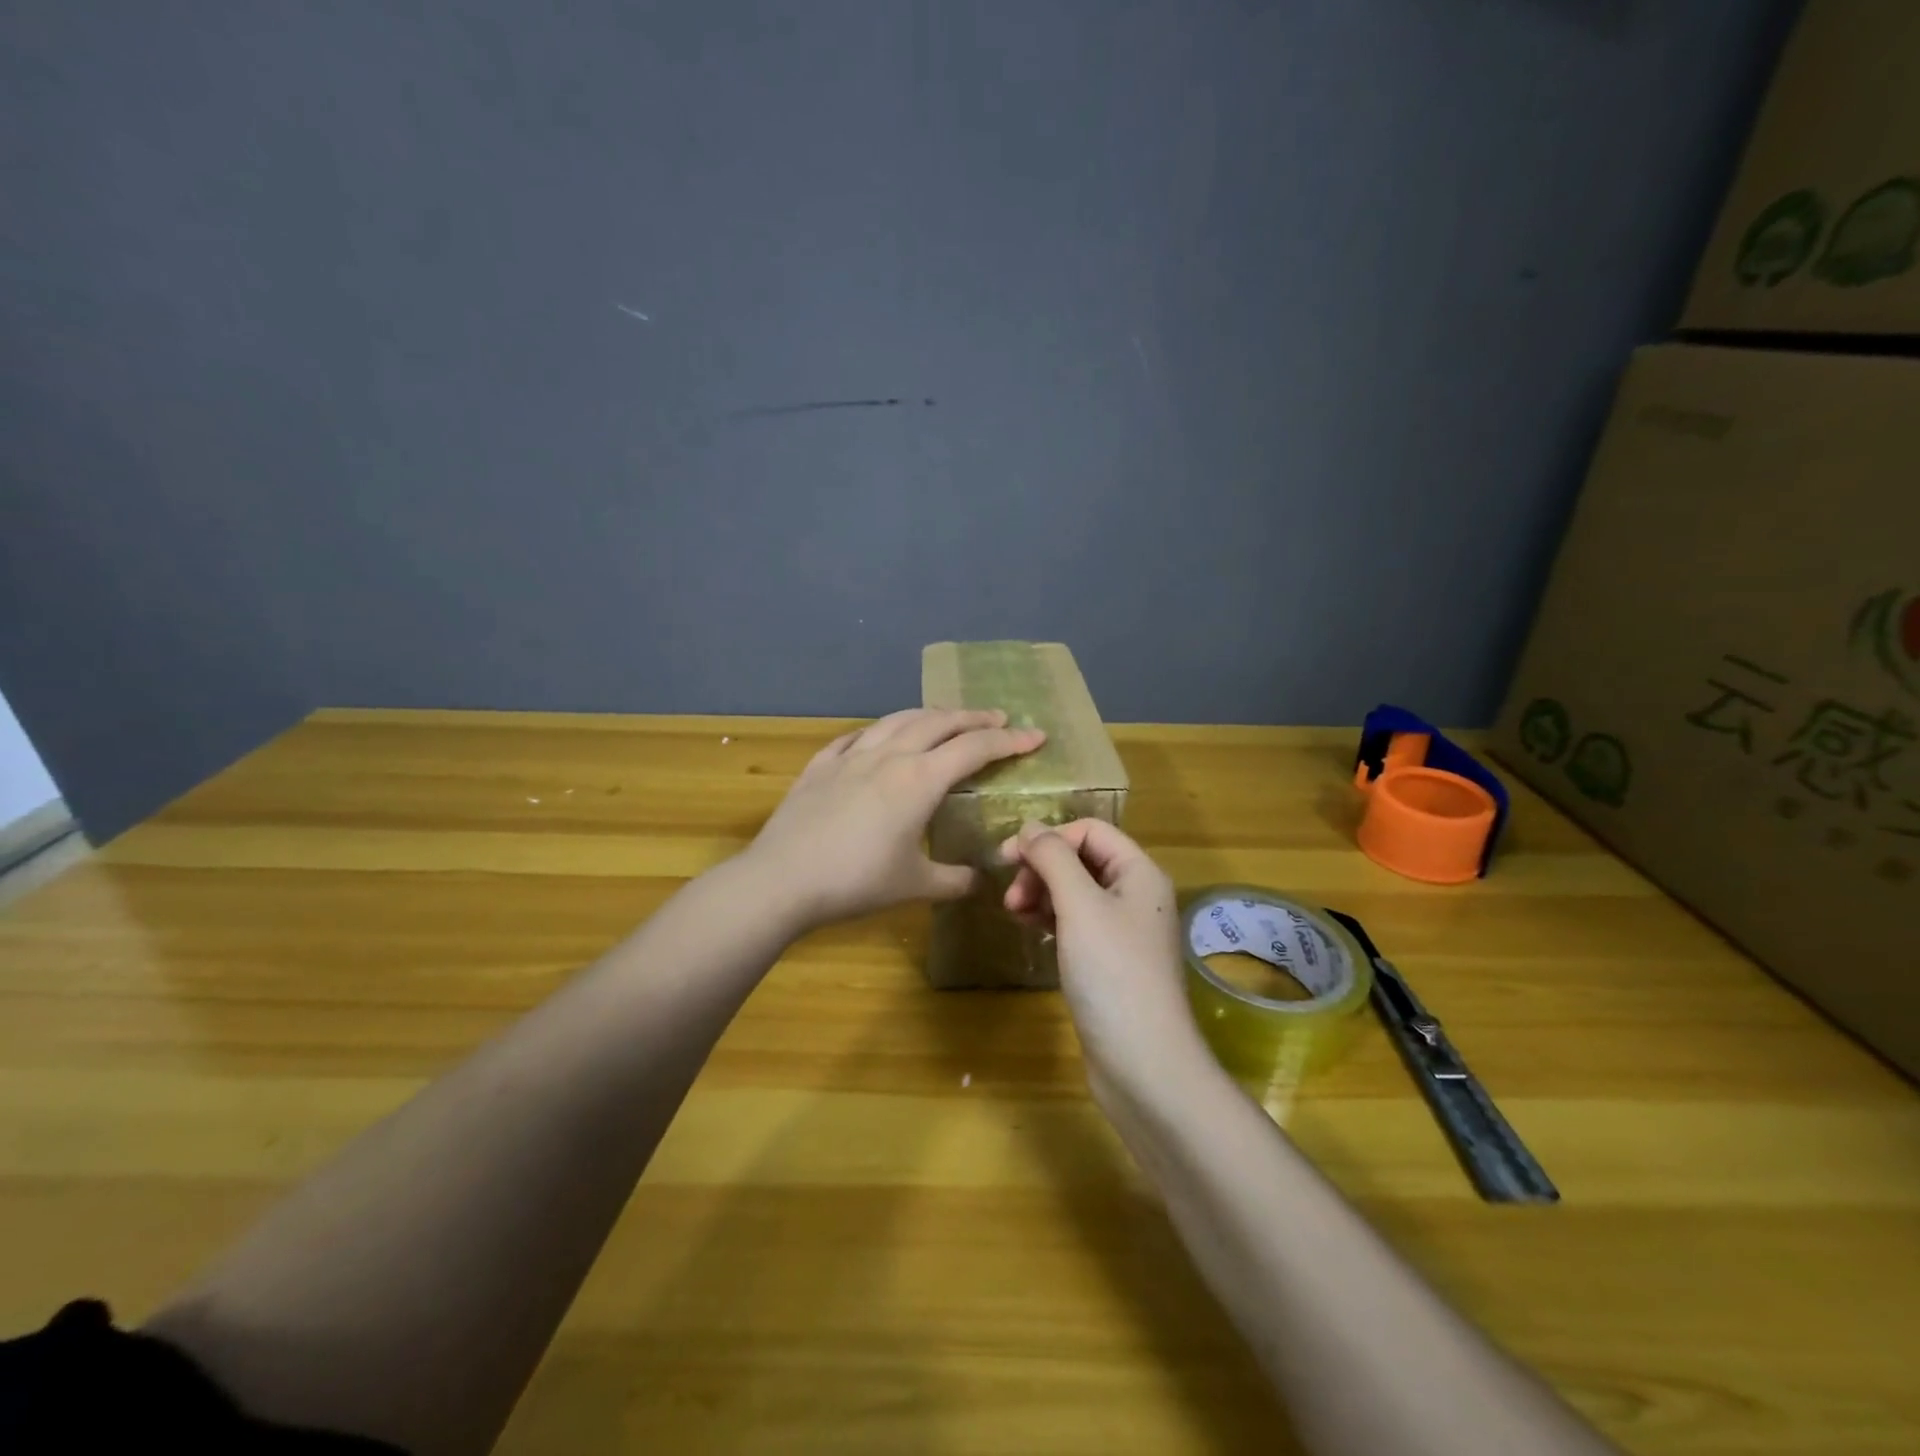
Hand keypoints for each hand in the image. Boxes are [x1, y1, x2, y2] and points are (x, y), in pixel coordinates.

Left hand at [741, 708, 1045, 931]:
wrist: (782, 879)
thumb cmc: (856, 882)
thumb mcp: (915, 886)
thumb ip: (954, 881)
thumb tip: (979, 880)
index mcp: (919, 780)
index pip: (975, 748)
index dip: (1009, 740)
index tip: (1035, 736)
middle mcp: (890, 756)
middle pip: (939, 722)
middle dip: (974, 717)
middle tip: (998, 718)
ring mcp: (851, 756)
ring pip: (898, 720)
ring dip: (929, 715)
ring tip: (945, 718)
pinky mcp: (820, 765)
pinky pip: (855, 737)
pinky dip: (877, 731)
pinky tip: (876, 738)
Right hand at [998, 820, 1209, 1093]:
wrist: (1143, 1063)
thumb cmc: (1113, 974)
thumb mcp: (1080, 906)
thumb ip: (1053, 859)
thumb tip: (1029, 827)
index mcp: (1139, 873)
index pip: (1090, 831)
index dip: (1049, 837)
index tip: (1008, 858)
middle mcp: (1136, 895)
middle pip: (1081, 860)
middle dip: (1041, 869)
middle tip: (1010, 897)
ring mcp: (1123, 930)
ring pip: (1075, 892)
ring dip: (1041, 893)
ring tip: (1013, 914)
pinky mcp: (1109, 961)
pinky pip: (1075, 923)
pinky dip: (1050, 919)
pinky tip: (1030, 929)